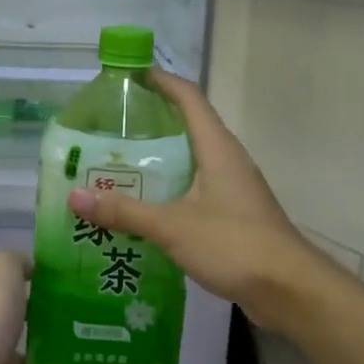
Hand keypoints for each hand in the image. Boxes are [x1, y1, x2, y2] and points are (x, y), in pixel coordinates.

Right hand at [67, 70, 330, 328]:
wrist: (288, 288)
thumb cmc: (234, 244)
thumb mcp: (173, 226)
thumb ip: (124, 211)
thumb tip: (75, 197)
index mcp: (217, 148)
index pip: (189, 98)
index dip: (162, 81)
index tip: (130, 75)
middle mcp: (228, 160)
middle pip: (190, 126)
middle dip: (153, 121)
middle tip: (111, 127)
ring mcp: (234, 188)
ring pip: (193, 160)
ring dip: (161, 159)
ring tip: (120, 166)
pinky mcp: (235, 214)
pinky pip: (197, 189)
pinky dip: (171, 189)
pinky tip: (146, 208)